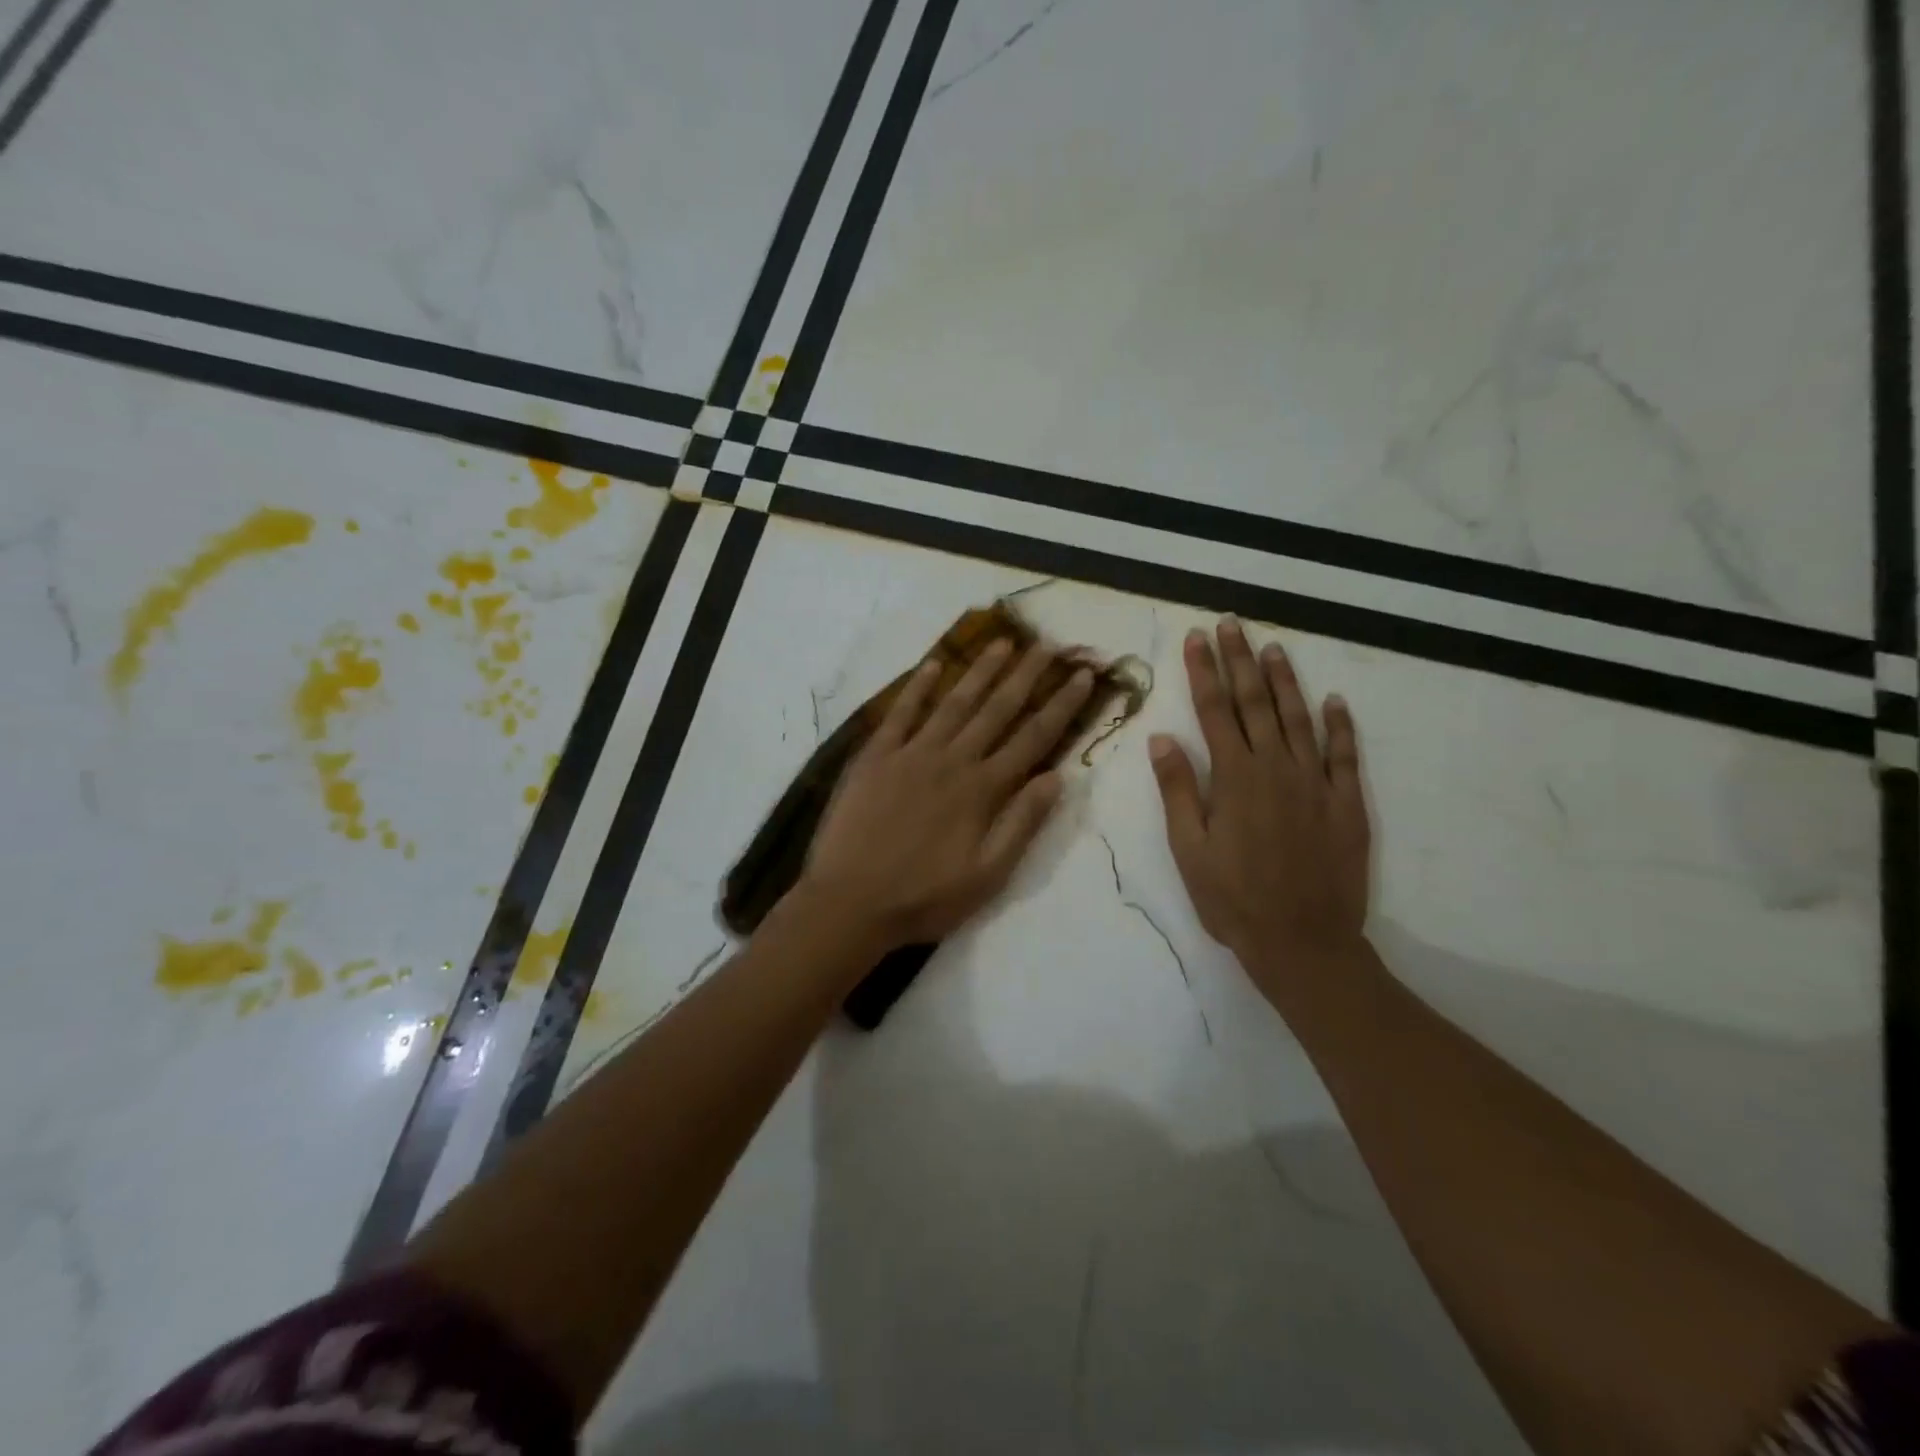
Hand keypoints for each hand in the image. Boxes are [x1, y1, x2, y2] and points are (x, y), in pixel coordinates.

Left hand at [799, 639, 1095, 953]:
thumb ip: (1022, 823)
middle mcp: (952, 760)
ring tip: (1002, 642)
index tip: (1082, 676)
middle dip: (1025, 675)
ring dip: (980, 670)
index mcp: (983, 790)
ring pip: (954, 702)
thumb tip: (1057, 777)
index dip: (1061, 705)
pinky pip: (900, 713)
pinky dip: (917, 688)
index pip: (1033, 738)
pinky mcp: (875, 756)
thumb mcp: (988, 875)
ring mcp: (911, 754)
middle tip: (1046, 643)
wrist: (850, 901)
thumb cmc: (924, 897)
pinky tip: (933, 665)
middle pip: (997, 709)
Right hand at [1149, 619, 1370, 993]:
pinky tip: (1335, 702)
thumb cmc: (1233, 900)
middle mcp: (1276, 768)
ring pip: (1299, 718)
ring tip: (1274, 648)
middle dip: (1240, 661)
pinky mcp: (1346, 804)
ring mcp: (1316, 784)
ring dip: (1286, 680)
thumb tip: (1162, 738)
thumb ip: (1178, 790)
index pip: (1214, 711)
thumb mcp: (1189, 850)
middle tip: (1231, 624)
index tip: (1196, 638)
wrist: (1304, 942)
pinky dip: (1340, 726)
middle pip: (1256, 702)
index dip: (1204, 671)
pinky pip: (1344, 755)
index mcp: (1234, 778)